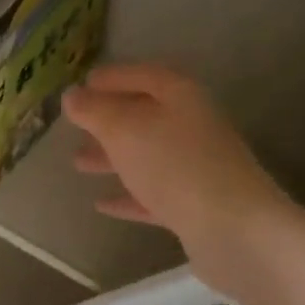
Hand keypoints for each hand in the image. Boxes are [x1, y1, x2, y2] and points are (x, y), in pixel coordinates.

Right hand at [62, 63, 299, 294]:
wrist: (233, 229)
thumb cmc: (174, 165)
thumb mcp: (124, 129)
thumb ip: (94, 110)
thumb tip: (72, 95)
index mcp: (181, 98)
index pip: (145, 75)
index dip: (115, 76)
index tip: (85, 82)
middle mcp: (192, 128)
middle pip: (146, 116)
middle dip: (109, 120)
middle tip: (76, 124)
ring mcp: (196, 168)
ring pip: (146, 155)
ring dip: (112, 157)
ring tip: (78, 162)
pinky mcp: (195, 206)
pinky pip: (153, 194)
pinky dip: (128, 196)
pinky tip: (101, 204)